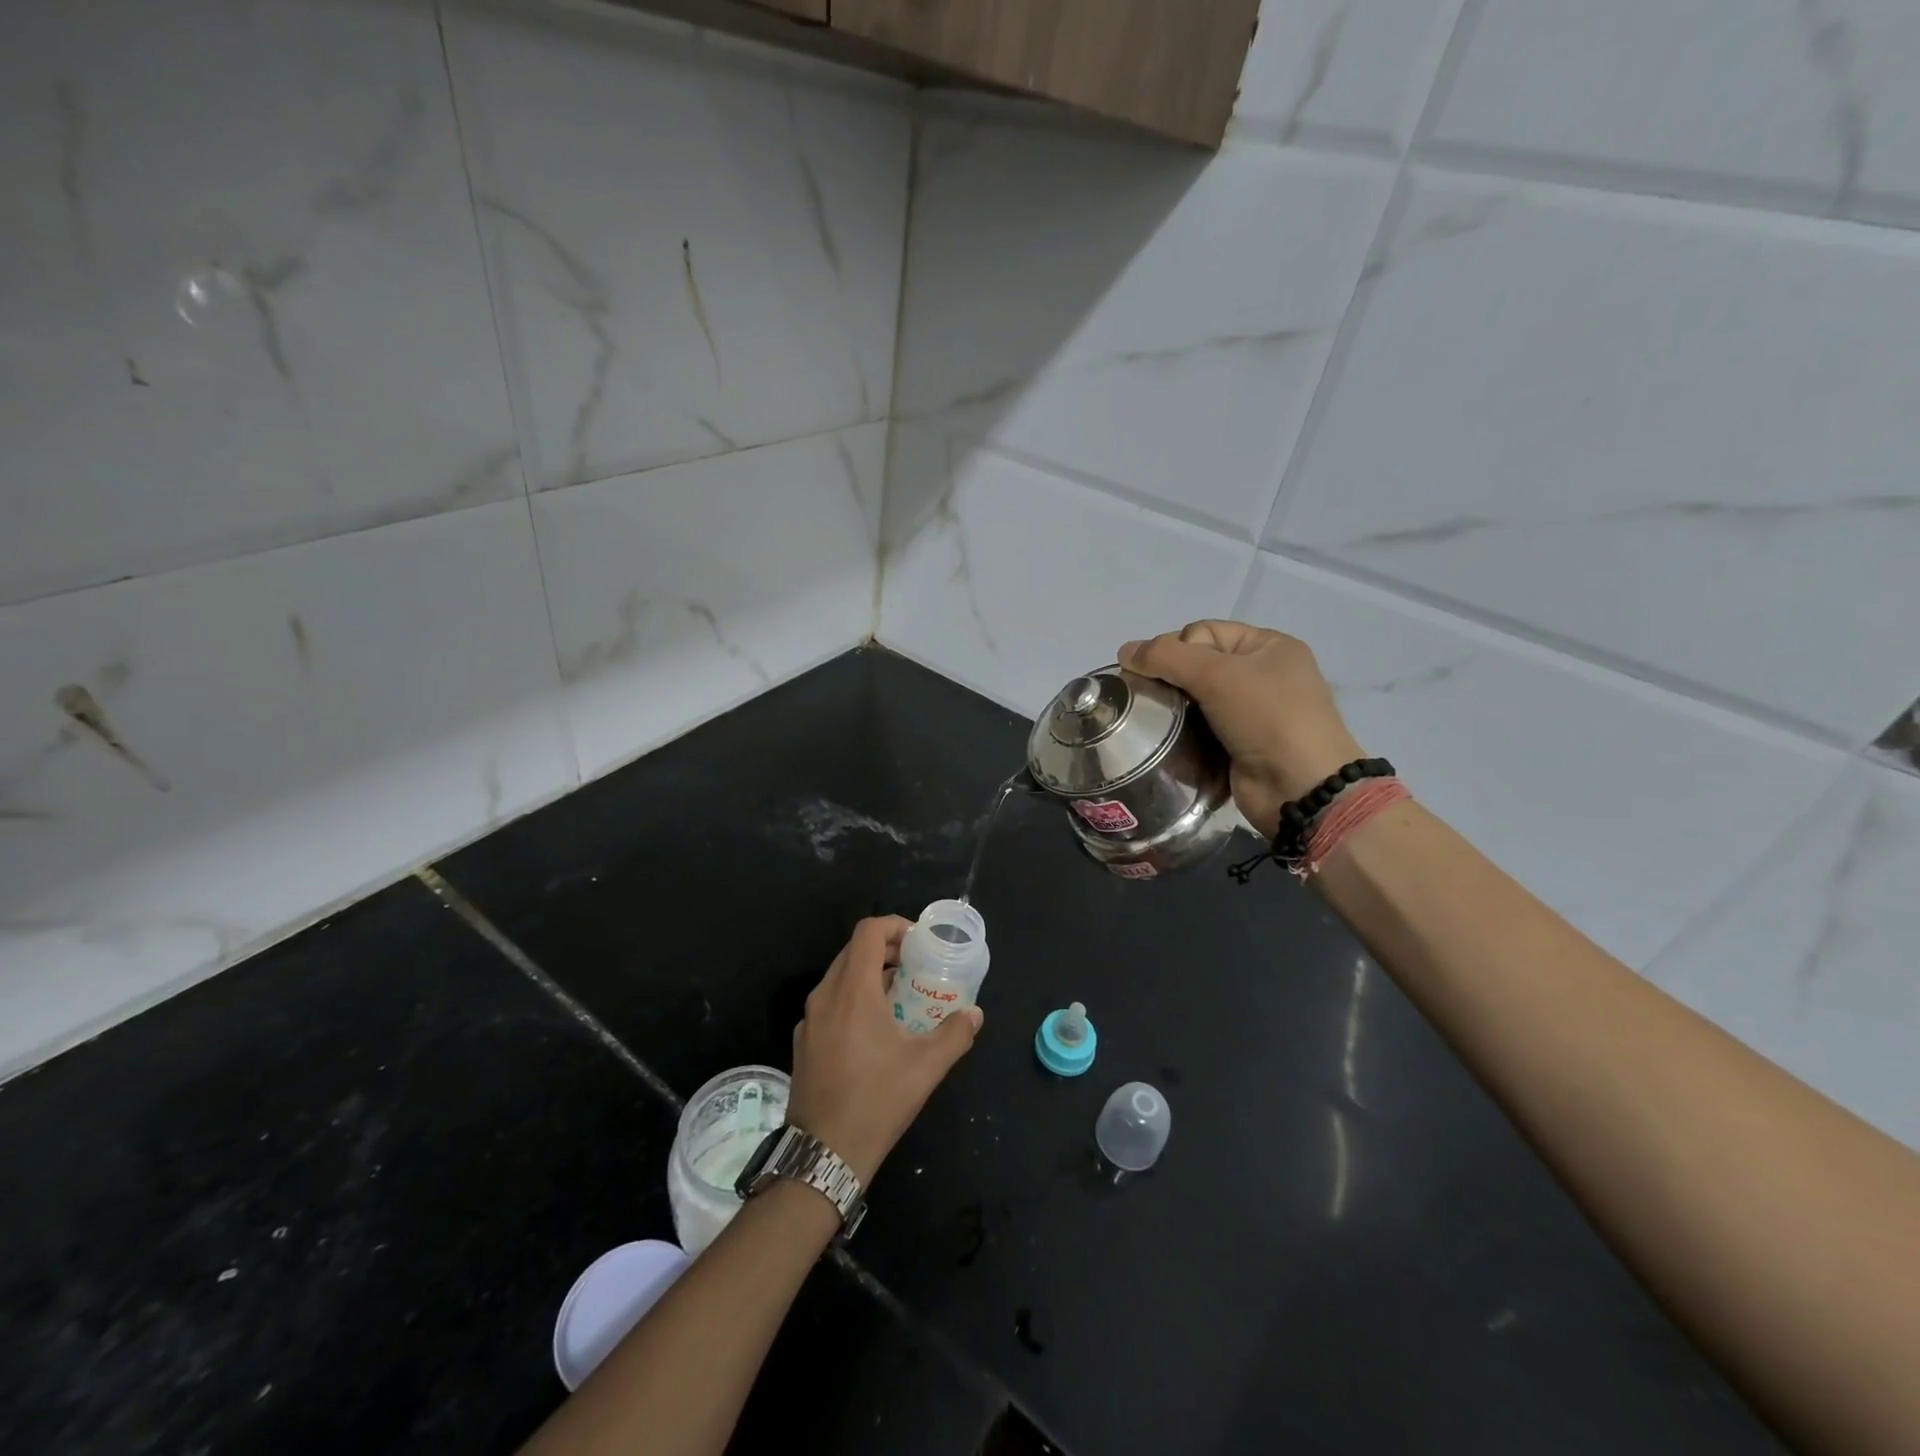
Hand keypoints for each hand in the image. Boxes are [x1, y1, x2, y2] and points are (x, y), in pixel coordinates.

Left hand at [788, 917, 982, 1184]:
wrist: (823, 1154)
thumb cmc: (877, 1101)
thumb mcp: (926, 1067)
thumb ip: (955, 1034)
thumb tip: (975, 1014)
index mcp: (853, 990)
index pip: (868, 931)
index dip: (895, 925)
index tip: (919, 941)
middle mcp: (825, 995)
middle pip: (853, 950)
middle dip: (886, 948)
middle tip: (915, 965)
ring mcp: (809, 1019)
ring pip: (839, 976)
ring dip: (869, 974)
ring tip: (899, 995)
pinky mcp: (803, 1041)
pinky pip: (829, 1002)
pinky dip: (853, 997)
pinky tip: (873, 1029)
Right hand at [1120, 621, 1362, 839]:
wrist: (1300, 788)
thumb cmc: (1267, 718)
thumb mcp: (1217, 675)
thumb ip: (1167, 657)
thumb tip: (1124, 651)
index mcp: (1267, 646)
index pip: (1203, 632)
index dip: (1175, 647)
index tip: (1156, 673)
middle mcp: (1261, 675)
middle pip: (1196, 664)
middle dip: (1168, 678)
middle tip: (1148, 698)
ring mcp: (1251, 713)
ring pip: (1194, 699)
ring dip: (1172, 708)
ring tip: (1151, 721)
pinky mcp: (1237, 745)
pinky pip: (1199, 729)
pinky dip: (1182, 733)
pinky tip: (1165, 742)